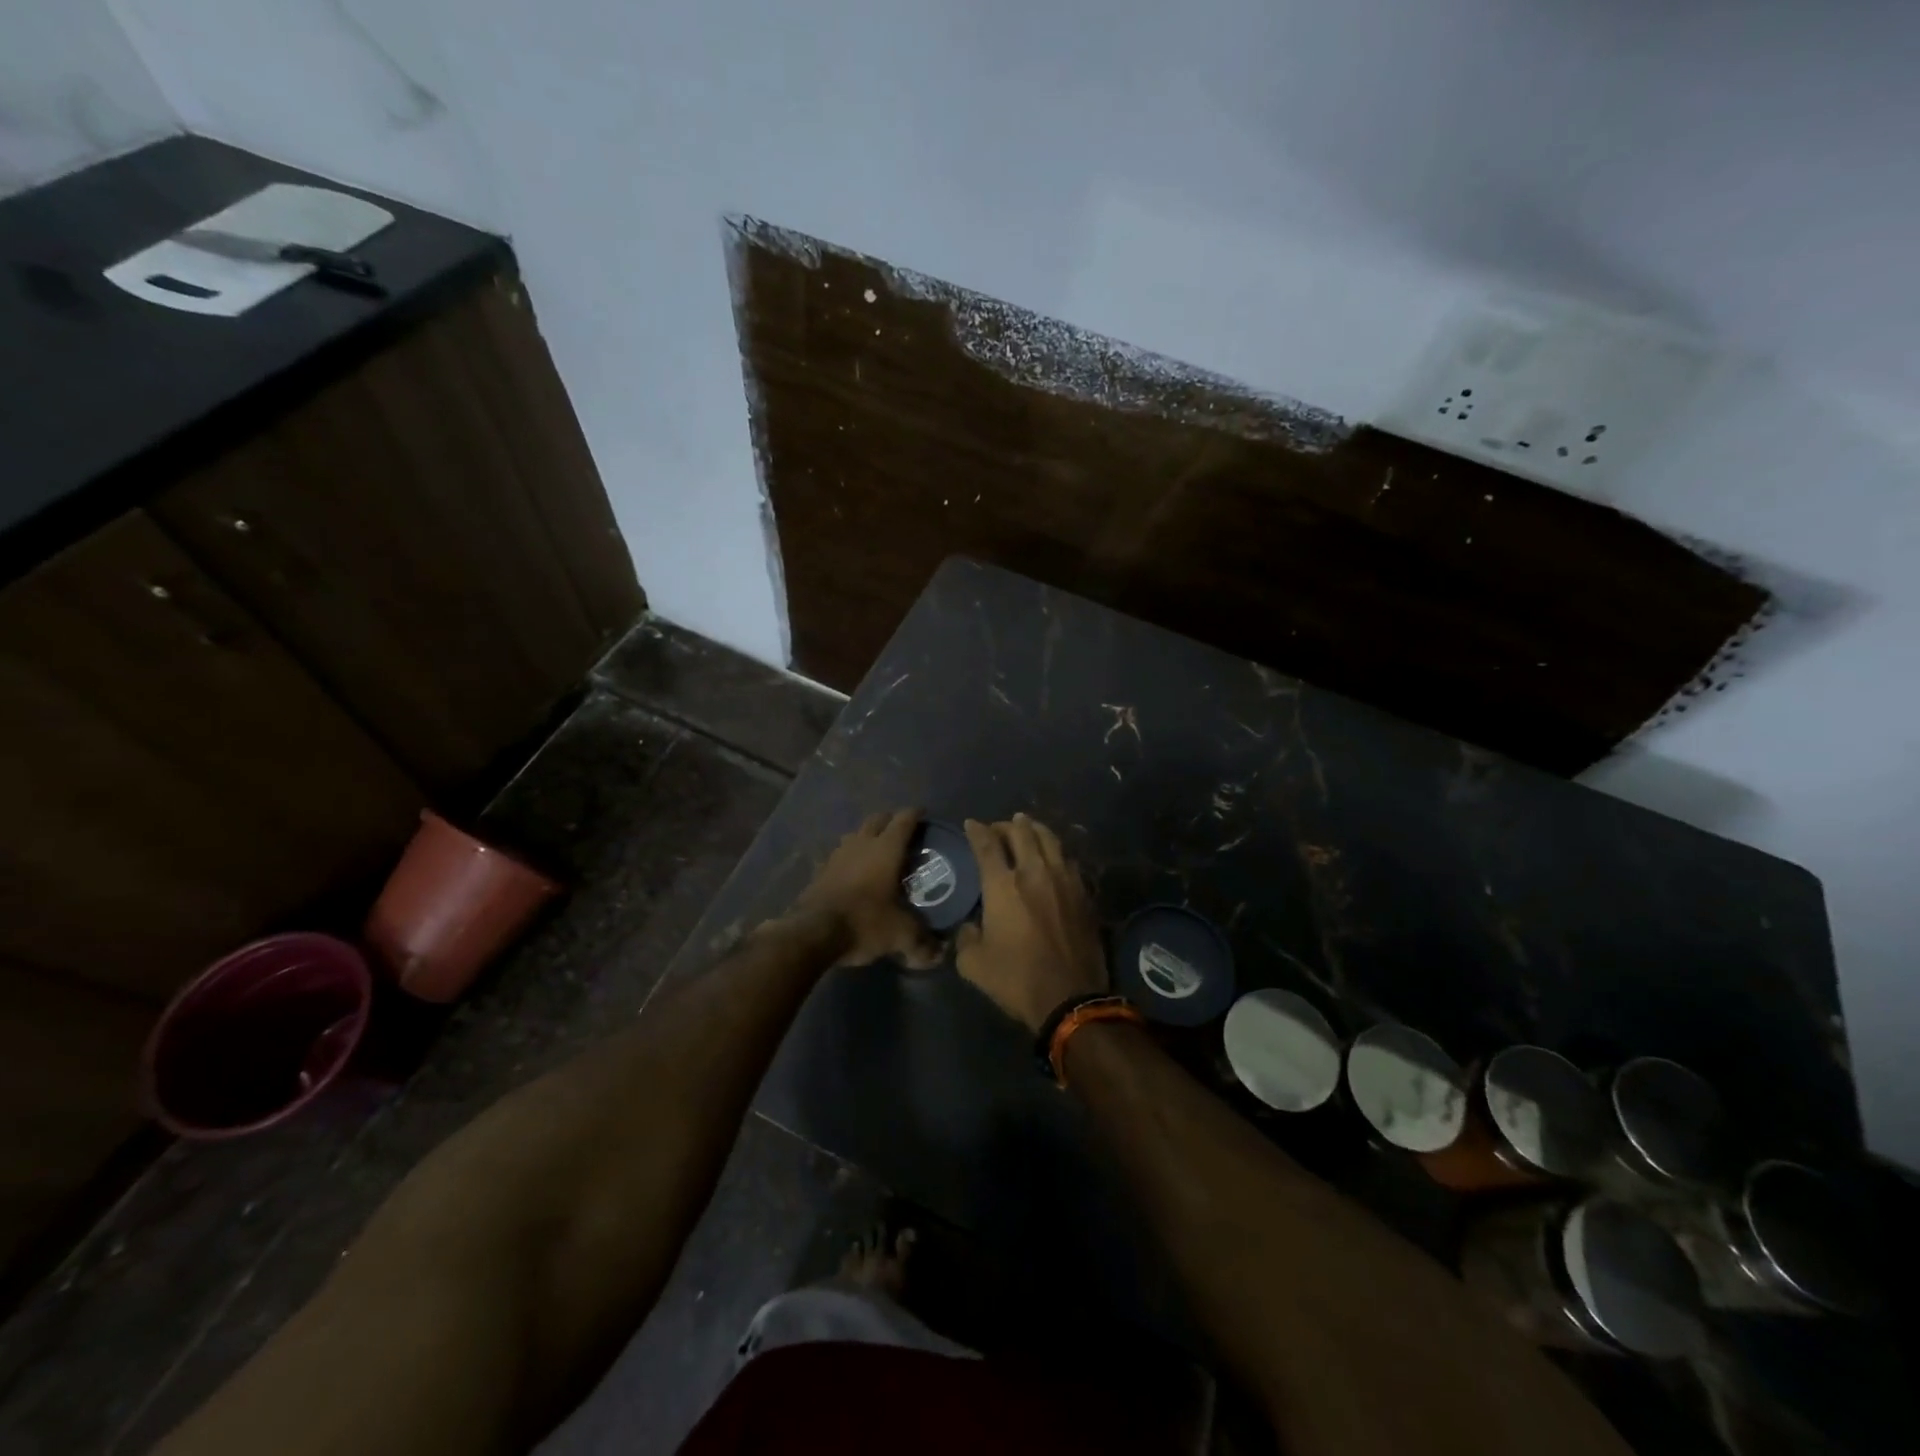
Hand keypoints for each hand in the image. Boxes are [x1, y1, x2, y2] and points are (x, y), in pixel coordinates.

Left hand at [790, 809, 942, 969]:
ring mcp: (837, 855)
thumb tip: (940, 954)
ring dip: (868, 837)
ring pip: (855, 834)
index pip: (904, 820)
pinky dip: (849, 858)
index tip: (924, 814)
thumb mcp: (900, 934)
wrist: (812, 933)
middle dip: (891, 821)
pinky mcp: (820, 870)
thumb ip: (922, 942)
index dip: (915, 814)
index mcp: (886, 849)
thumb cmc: (864, 922)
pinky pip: (839, 855)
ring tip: (878, 851)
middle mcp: (861, 844)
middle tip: (903, 833)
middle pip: (877, 819)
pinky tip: (853, 873)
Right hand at [956, 815, 1107, 1032]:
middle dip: (1006, 825)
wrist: (1070, 997)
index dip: (977, 830)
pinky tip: (1053, 855)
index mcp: (1003, 886)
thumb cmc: (1016, 979)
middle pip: (1021, 833)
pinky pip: (1068, 860)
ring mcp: (1064, 880)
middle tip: (999, 827)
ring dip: (1035, 829)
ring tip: (1027, 826)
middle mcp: (1034, 873)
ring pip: (1050, 840)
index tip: (971, 824)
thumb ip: (966, 938)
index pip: (987, 845)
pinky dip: (1056, 851)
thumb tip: (971, 926)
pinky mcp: (1083, 893)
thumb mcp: (973, 964)